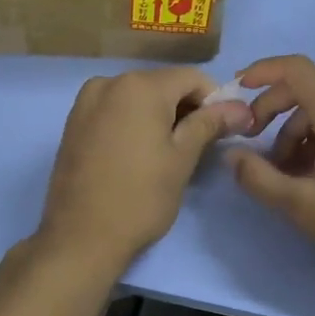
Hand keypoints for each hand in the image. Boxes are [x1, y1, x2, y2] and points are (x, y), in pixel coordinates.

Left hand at [37, 67, 251, 271]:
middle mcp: (110, 82)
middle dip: (187, 108)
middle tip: (200, 146)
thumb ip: (210, 124)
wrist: (79, 238)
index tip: (223, 131)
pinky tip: (139, 153)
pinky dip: (134, 121)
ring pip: (139, 97)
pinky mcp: (74, 122)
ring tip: (168, 153)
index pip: (192, 78)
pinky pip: (115, 109)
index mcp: (141, 86)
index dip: (215, 100)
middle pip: (164, 84)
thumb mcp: (183, 158)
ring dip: (160, 115)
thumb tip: (240, 108)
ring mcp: (87, 101)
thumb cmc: (140, 197)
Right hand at [227, 55, 314, 299]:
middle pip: (308, 90)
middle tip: (254, 146)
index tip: (237, 90)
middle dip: (274, 112)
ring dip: (298, 133)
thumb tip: (230, 154)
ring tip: (287, 175)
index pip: (296, 69)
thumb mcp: (301, 205)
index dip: (262, 72)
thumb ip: (258, 177)